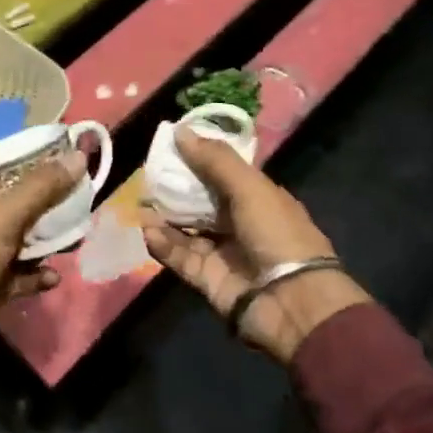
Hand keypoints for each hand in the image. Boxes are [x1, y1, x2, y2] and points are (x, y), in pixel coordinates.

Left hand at [0, 157, 78, 365]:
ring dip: (46, 238)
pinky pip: (21, 273)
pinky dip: (38, 274)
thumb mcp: (3, 218)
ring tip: (75, 233)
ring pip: (20, 237)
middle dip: (43, 198)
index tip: (51, 152)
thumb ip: (41, 187)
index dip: (16, 155)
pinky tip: (53, 276)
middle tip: (75, 192)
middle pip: (11, 199)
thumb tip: (78, 155)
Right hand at [142, 129, 369, 363]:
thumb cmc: (277, 234)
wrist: (291, 301)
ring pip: (186, 230)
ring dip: (164, 217)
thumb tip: (180, 131)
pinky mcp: (207, 278)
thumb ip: (215, 160)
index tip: (170, 147)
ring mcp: (223, 253)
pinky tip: (147, 230)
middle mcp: (240, 224)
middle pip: (201, 202)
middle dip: (176, 190)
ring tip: (141, 204)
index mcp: (259, 199)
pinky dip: (164, 244)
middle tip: (148, 176)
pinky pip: (180, 257)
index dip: (199, 160)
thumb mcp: (250, 188)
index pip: (224, 174)